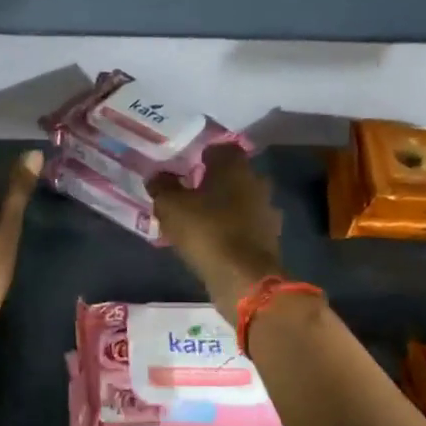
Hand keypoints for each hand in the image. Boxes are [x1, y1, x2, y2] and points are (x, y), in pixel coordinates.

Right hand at [148, 145, 284, 323]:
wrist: (243, 277)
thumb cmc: (206, 231)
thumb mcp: (170, 206)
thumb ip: (162, 186)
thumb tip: (157, 176)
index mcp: (235, 166)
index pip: (219, 148)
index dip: (199, 155)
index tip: (182, 168)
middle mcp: (256, 182)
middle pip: (230, 175)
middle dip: (210, 182)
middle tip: (185, 195)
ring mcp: (266, 211)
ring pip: (238, 201)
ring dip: (221, 207)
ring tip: (196, 222)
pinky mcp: (268, 237)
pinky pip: (243, 226)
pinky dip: (229, 229)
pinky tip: (210, 241)